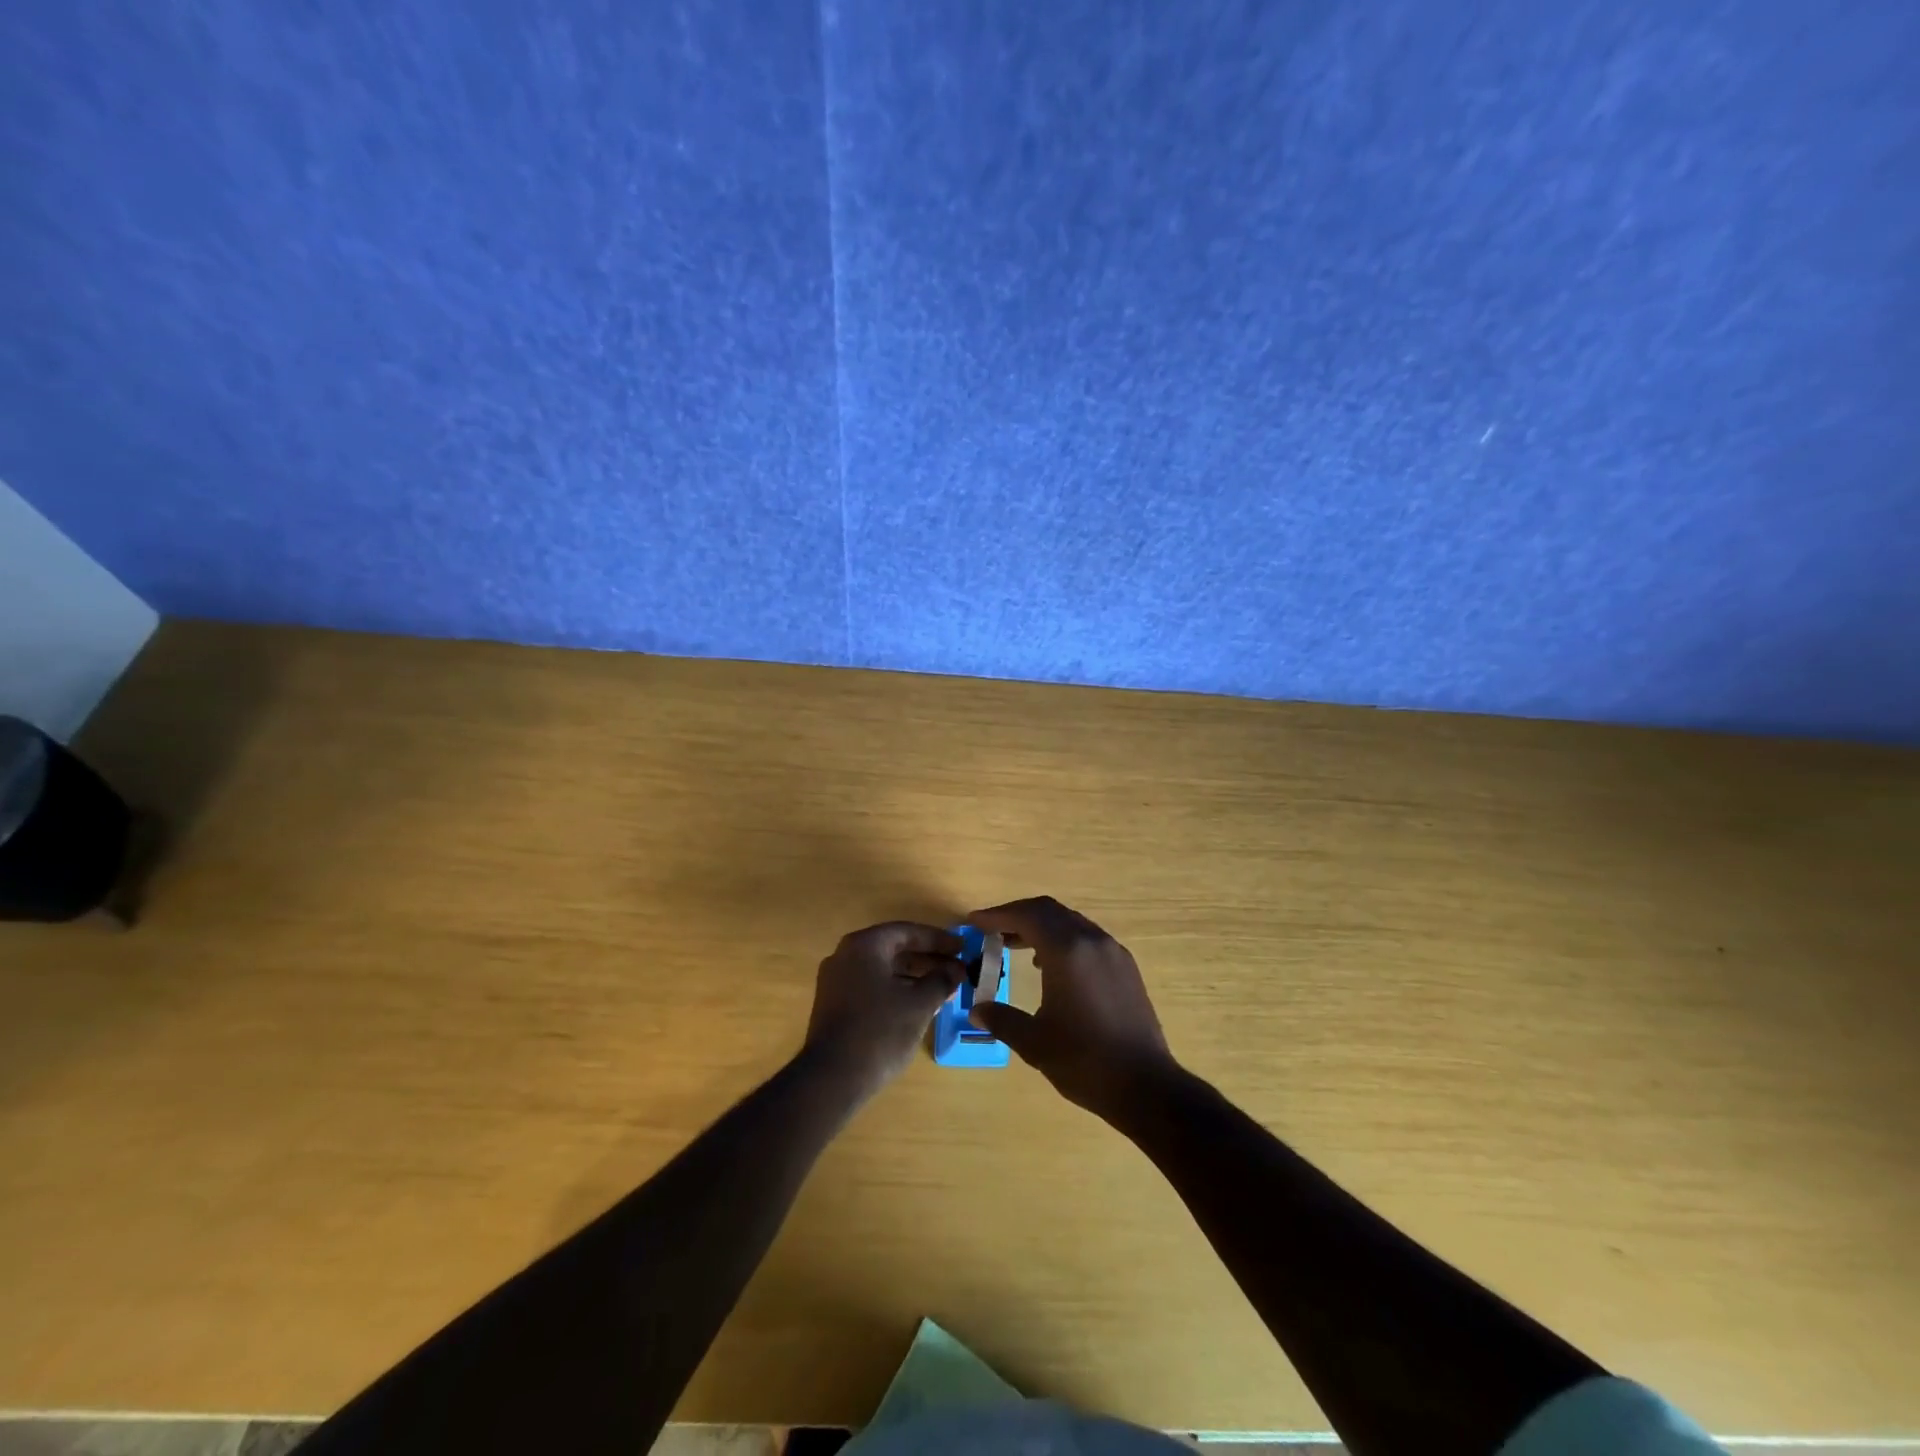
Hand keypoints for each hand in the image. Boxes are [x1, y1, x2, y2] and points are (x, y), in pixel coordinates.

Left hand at [804, 922, 965, 1096]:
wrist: (832, 1078)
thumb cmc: (880, 1031)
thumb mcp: (919, 1004)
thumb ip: (941, 981)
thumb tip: (955, 972)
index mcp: (864, 946)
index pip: (907, 932)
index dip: (938, 939)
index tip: (963, 947)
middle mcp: (845, 956)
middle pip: (895, 949)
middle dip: (929, 959)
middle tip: (958, 970)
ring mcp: (837, 981)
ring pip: (884, 970)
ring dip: (915, 977)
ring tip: (946, 989)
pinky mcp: (835, 1005)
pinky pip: (873, 986)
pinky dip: (898, 990)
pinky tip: (920, 1005)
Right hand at [964, 897, 1176, 1123]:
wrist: (1147, 1085)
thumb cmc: (1085, 1061)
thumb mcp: (1034, 1042)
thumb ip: (1001, 1018)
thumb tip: (977, 1008)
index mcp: (1067, 951)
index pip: (1027, 915)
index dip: (997, 915)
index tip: (974, 923)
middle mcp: (1092, 940)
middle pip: (1049, 911)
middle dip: (1017, 916)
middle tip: (992, 931)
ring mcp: (1113, 952)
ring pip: (1070, 922)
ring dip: (1041, 927)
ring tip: (1016, 947)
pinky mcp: (1126, 967)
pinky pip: (1087, 938)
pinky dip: (1063, 940)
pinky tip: (1052, 967)